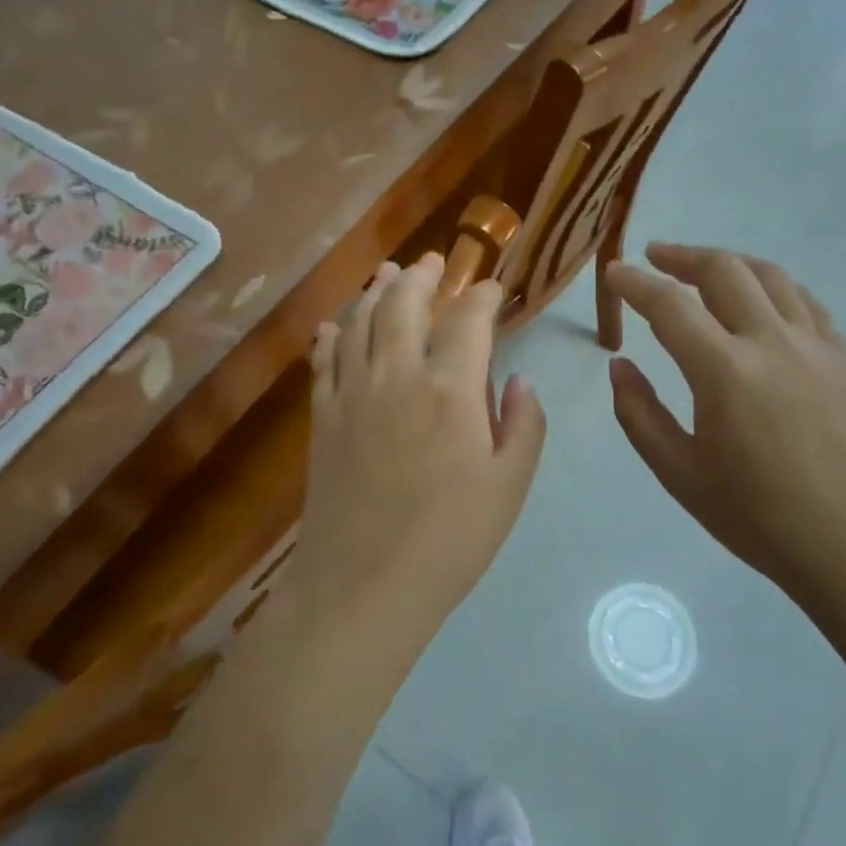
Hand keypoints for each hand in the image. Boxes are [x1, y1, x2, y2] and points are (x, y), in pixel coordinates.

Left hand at [289, 253, 547, 650]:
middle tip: (433, 260)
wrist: (363, 585)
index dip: (483, 295)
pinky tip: (334, 324)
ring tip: (387, 273)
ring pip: (361, 320)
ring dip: (376, 290)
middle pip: (405, 303)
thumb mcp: (509, 486)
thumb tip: (519, 381)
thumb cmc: (450, 540)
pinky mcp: (323, 416)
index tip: (493, 287)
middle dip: (422, 275)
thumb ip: (522, 425)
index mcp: (451, 388)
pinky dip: (332, 334)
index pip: (469, 319)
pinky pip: (324, 360)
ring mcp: (352, 392)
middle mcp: (398, 373)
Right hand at [604, 243, 845, 608]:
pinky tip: (761, 300)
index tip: (612, 274)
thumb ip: (639, 413)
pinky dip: (773, 287)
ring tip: (703, 269)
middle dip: (681, 256)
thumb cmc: (756, 517)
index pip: (669, 306)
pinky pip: (805, 301)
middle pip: (723, 270)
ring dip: (729, 263)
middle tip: (654, 258)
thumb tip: (619, 366)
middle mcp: (771, 342)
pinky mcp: (843, 358)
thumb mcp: (678, 473)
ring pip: (769, 275)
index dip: (634, 284)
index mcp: (725, 372)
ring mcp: (815, 346)